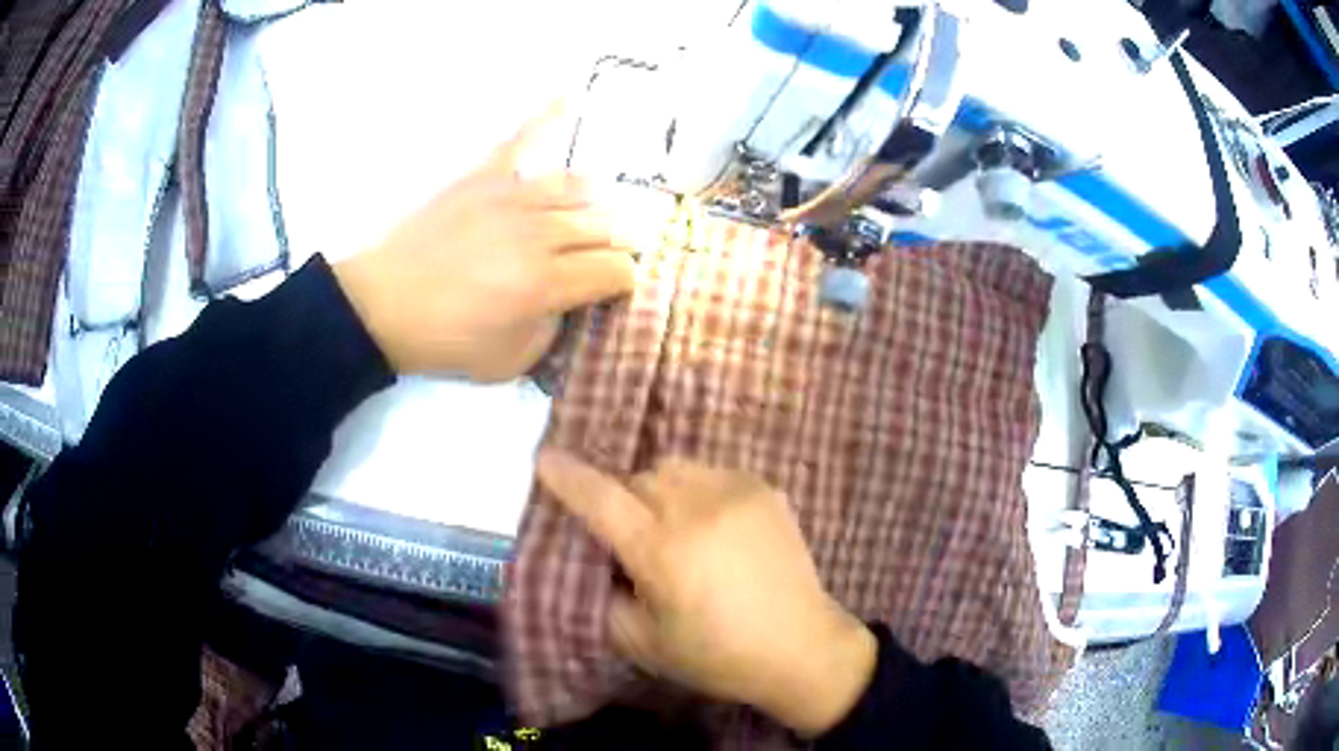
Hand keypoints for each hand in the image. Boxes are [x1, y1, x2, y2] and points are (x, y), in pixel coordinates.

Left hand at [332, 104, 634, 379]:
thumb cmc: (445, 339)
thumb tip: (572, 297)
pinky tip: (567, 94)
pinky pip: (520, 139)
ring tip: (585, 218)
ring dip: (592, 206)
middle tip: (602, 259)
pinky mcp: (483, 176)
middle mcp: (539, 234)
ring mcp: (511, 198)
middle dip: (614, 247)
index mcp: (546, 284)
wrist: (383, 305)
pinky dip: (544, 117)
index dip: (624, 282)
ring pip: (577, 188)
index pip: (615, 270)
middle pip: (603, 228)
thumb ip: (554, 329)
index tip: (614, 289)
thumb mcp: (510, 362)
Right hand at [535, 450, 877, 736]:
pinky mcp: (765, 490)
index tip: (545, 458)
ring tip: (672, 527)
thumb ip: (605, 596)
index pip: (601, 499)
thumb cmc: (718, 656)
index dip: (568, 477)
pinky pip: (711, 473)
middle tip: (630, 537)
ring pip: (674, 468)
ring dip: (658, 490)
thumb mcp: (642, 643)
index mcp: (662, 550)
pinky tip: (711, 527)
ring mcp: (737, 492)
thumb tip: (599, 560)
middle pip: (637, 479)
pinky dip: (697, 492)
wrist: (802, 647)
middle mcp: (697, 508)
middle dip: (622, 500)